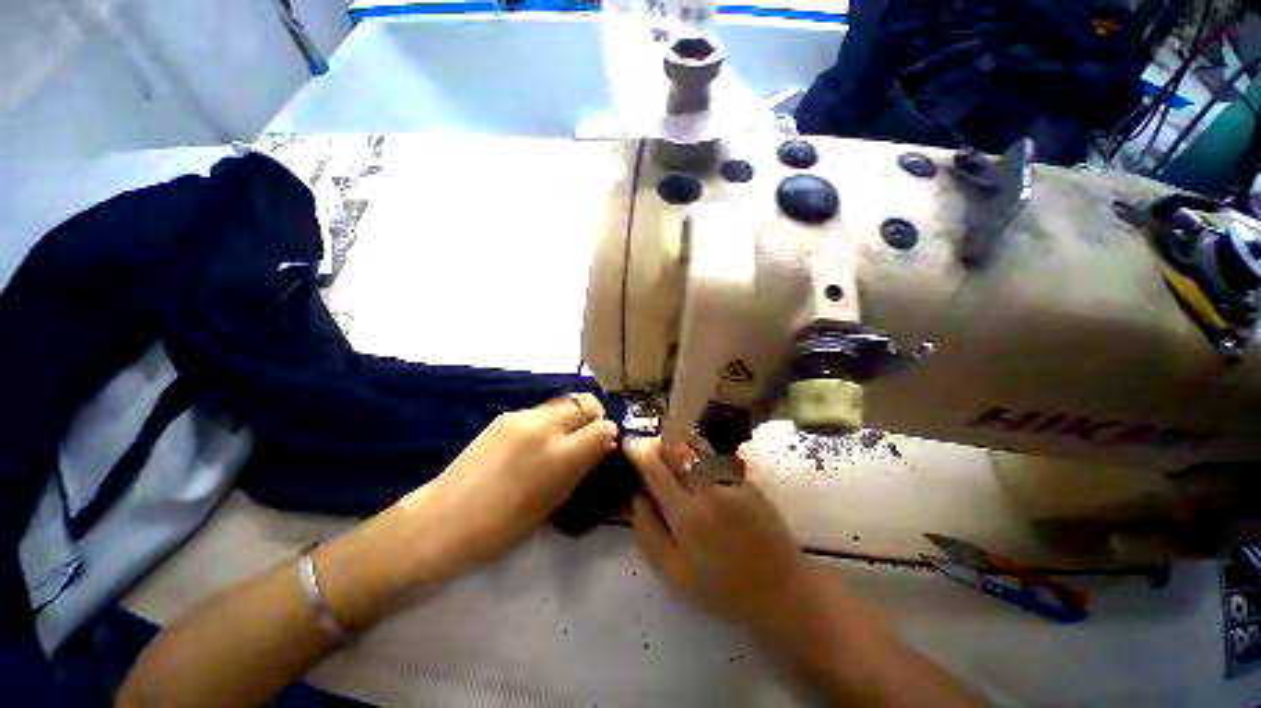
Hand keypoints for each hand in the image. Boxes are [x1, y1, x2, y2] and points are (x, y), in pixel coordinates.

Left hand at [393, 394, 617, 581]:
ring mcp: (522, 417)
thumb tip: (604, 446)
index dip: (608, 435)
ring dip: (570, 417)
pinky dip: (547, 422)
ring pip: (563, 403)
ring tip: (559, 441)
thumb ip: (582, 468)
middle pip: (586, 402)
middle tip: (586, 438)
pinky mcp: (504, 416)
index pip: (603, 427)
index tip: (603, 446)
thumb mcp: (554, 502)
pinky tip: (532, 443)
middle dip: (593, 417)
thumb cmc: (504, 527)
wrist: (444, 520)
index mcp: (560, 455)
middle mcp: (545, 427)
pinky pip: (539, 411)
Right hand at [625, 438, 829, 641]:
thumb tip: (636, 496)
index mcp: (686, 514)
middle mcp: (708, 490)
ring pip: (698, 452)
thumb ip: (648, 531)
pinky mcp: (748, 483)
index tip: (629, 443)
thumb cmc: (720, 588)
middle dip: (658, 443)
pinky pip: (718, 463)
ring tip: (671, 449)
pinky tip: (701, 468)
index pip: (655, 470)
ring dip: (680, 446)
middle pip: (677, 452)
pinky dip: (703, 460)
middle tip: (649, 445)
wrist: (779, 589)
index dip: (639, 453)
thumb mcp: (673, 573)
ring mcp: (731, 483)